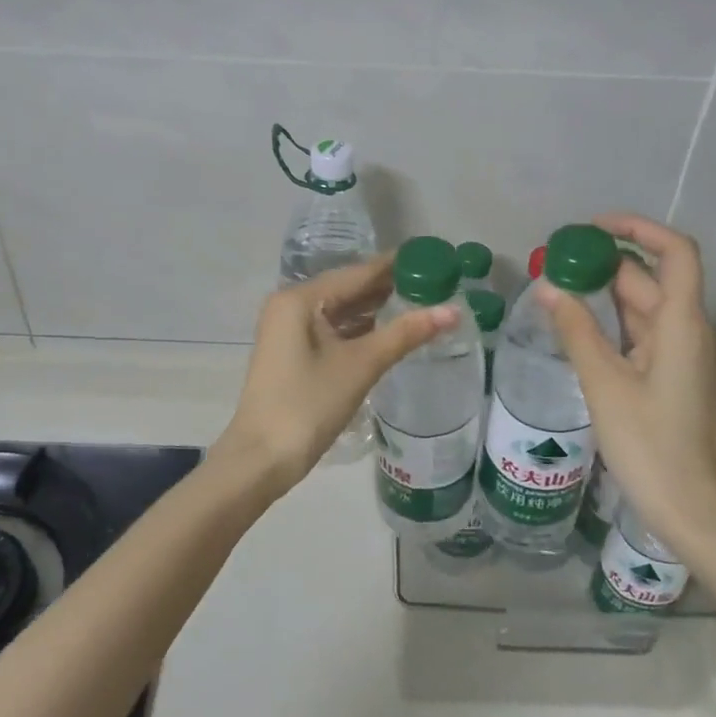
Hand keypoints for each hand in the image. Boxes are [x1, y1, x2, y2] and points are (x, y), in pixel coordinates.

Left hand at [217, 257, 455, 500]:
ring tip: (422, 304)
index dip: (396, 266)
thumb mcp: (360, 365)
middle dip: (389, 288)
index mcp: (300, 299)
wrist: (262, 458)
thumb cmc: (308, 404)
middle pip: (348, 289)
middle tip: (436, 283)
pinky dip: (361, 330)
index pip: (357, 272)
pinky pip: (333, 330)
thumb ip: (406, 333)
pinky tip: (390, 331)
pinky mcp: (294, 354)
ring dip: (377, 309)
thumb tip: (453, 310)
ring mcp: (289, 331)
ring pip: (341, 311)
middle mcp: (291, 306)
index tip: (432, 258)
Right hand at [533, 213, 715, 558]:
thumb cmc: (650, 444)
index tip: (592, 228)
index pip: (676, 252)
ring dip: (606, 294)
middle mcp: (689, 332)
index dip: (639, 229)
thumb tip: (548, 288)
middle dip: (606, 264)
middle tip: (554, 263)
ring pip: (645, 309)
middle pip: (652, 279)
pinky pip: (643, 336)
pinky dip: (613, 324)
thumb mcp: (604, 384)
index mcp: (682, 325)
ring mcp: (684, 357)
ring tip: (558, 289)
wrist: (691, 508)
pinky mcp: (674, 379)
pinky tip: (579, 330)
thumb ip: (576, 331)